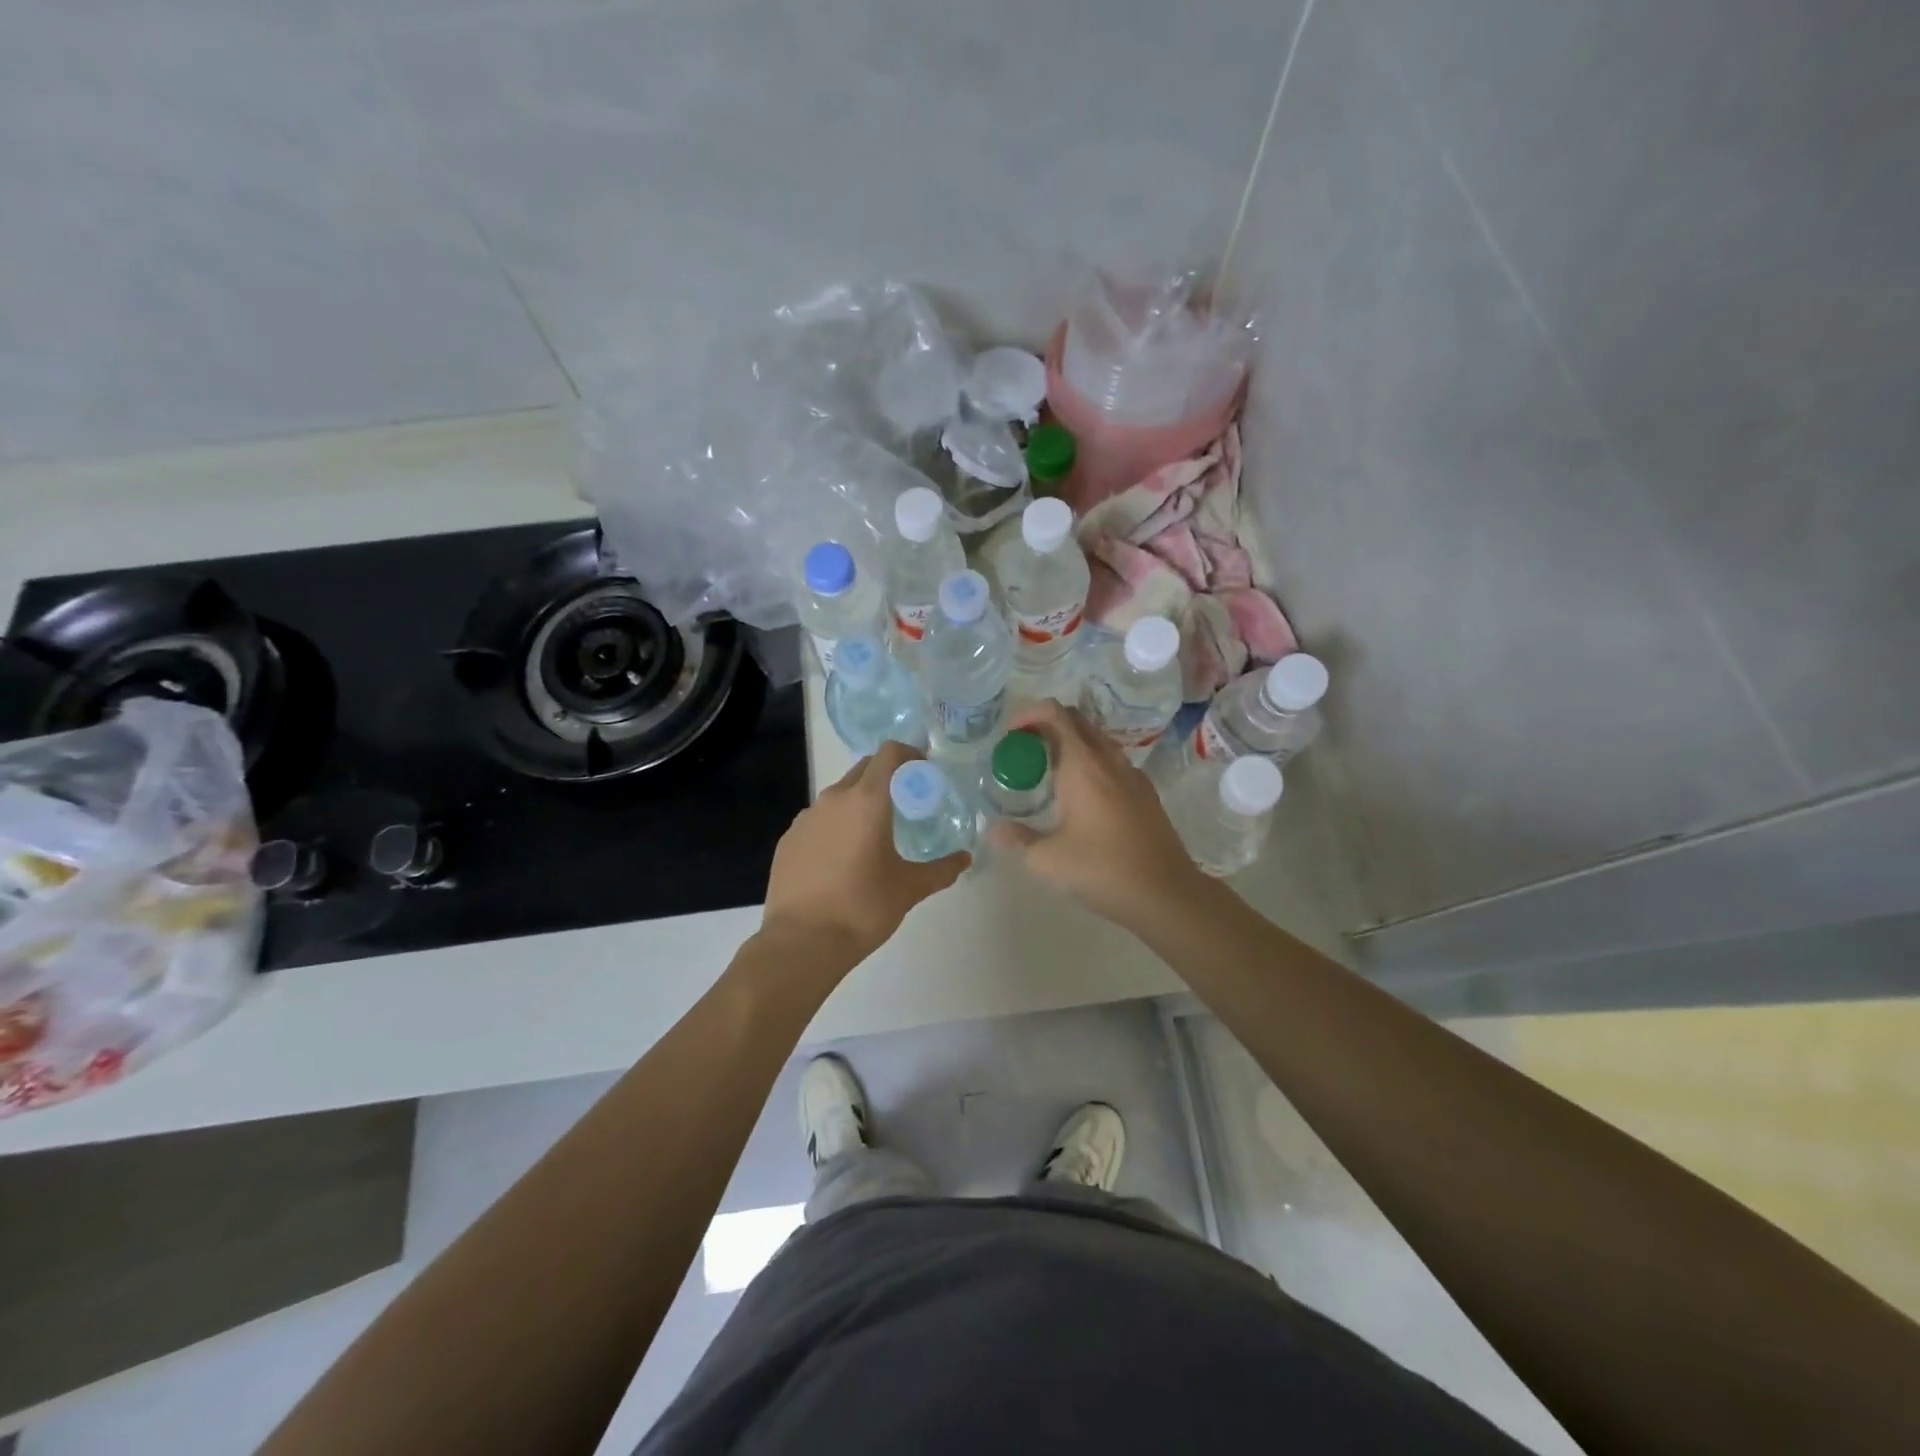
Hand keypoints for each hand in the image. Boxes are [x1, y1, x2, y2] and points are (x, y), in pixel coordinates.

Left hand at [759, 739, 968, 968]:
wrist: (802, 943)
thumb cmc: (863, 908)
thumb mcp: (909, 889)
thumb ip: (941, 870)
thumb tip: (965, 859)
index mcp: (867, 801)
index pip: (889, 753)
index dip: (909, 754)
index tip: (923, 772)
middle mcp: (833, 799)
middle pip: (864, 769)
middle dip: (886, 777)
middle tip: (905, 803)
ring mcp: (805, 818)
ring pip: (839, 795)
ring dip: (859, 803)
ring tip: (874, 835)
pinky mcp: (788, 839)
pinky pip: (818, 820)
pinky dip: (835, 826)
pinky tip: (842, 859)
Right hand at [988, 701, 1203, 930]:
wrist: (1165, 893)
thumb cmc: (1102, 870)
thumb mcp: (1048, 860)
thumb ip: (1017, 839)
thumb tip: (994, 829)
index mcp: (1083, 765)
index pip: (1054, 714)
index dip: (1028, 714)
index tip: (1009, 735)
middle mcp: (1109, 760)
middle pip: (1076, 720)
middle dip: (1045, 725)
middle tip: (1023, 751)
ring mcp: (1132, 775)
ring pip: (1097, 740)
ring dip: (1069, 744)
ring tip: (1047, 773)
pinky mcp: (1145, 793)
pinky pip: (1112, 761)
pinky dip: (1090, 763)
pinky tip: (1080, 796)